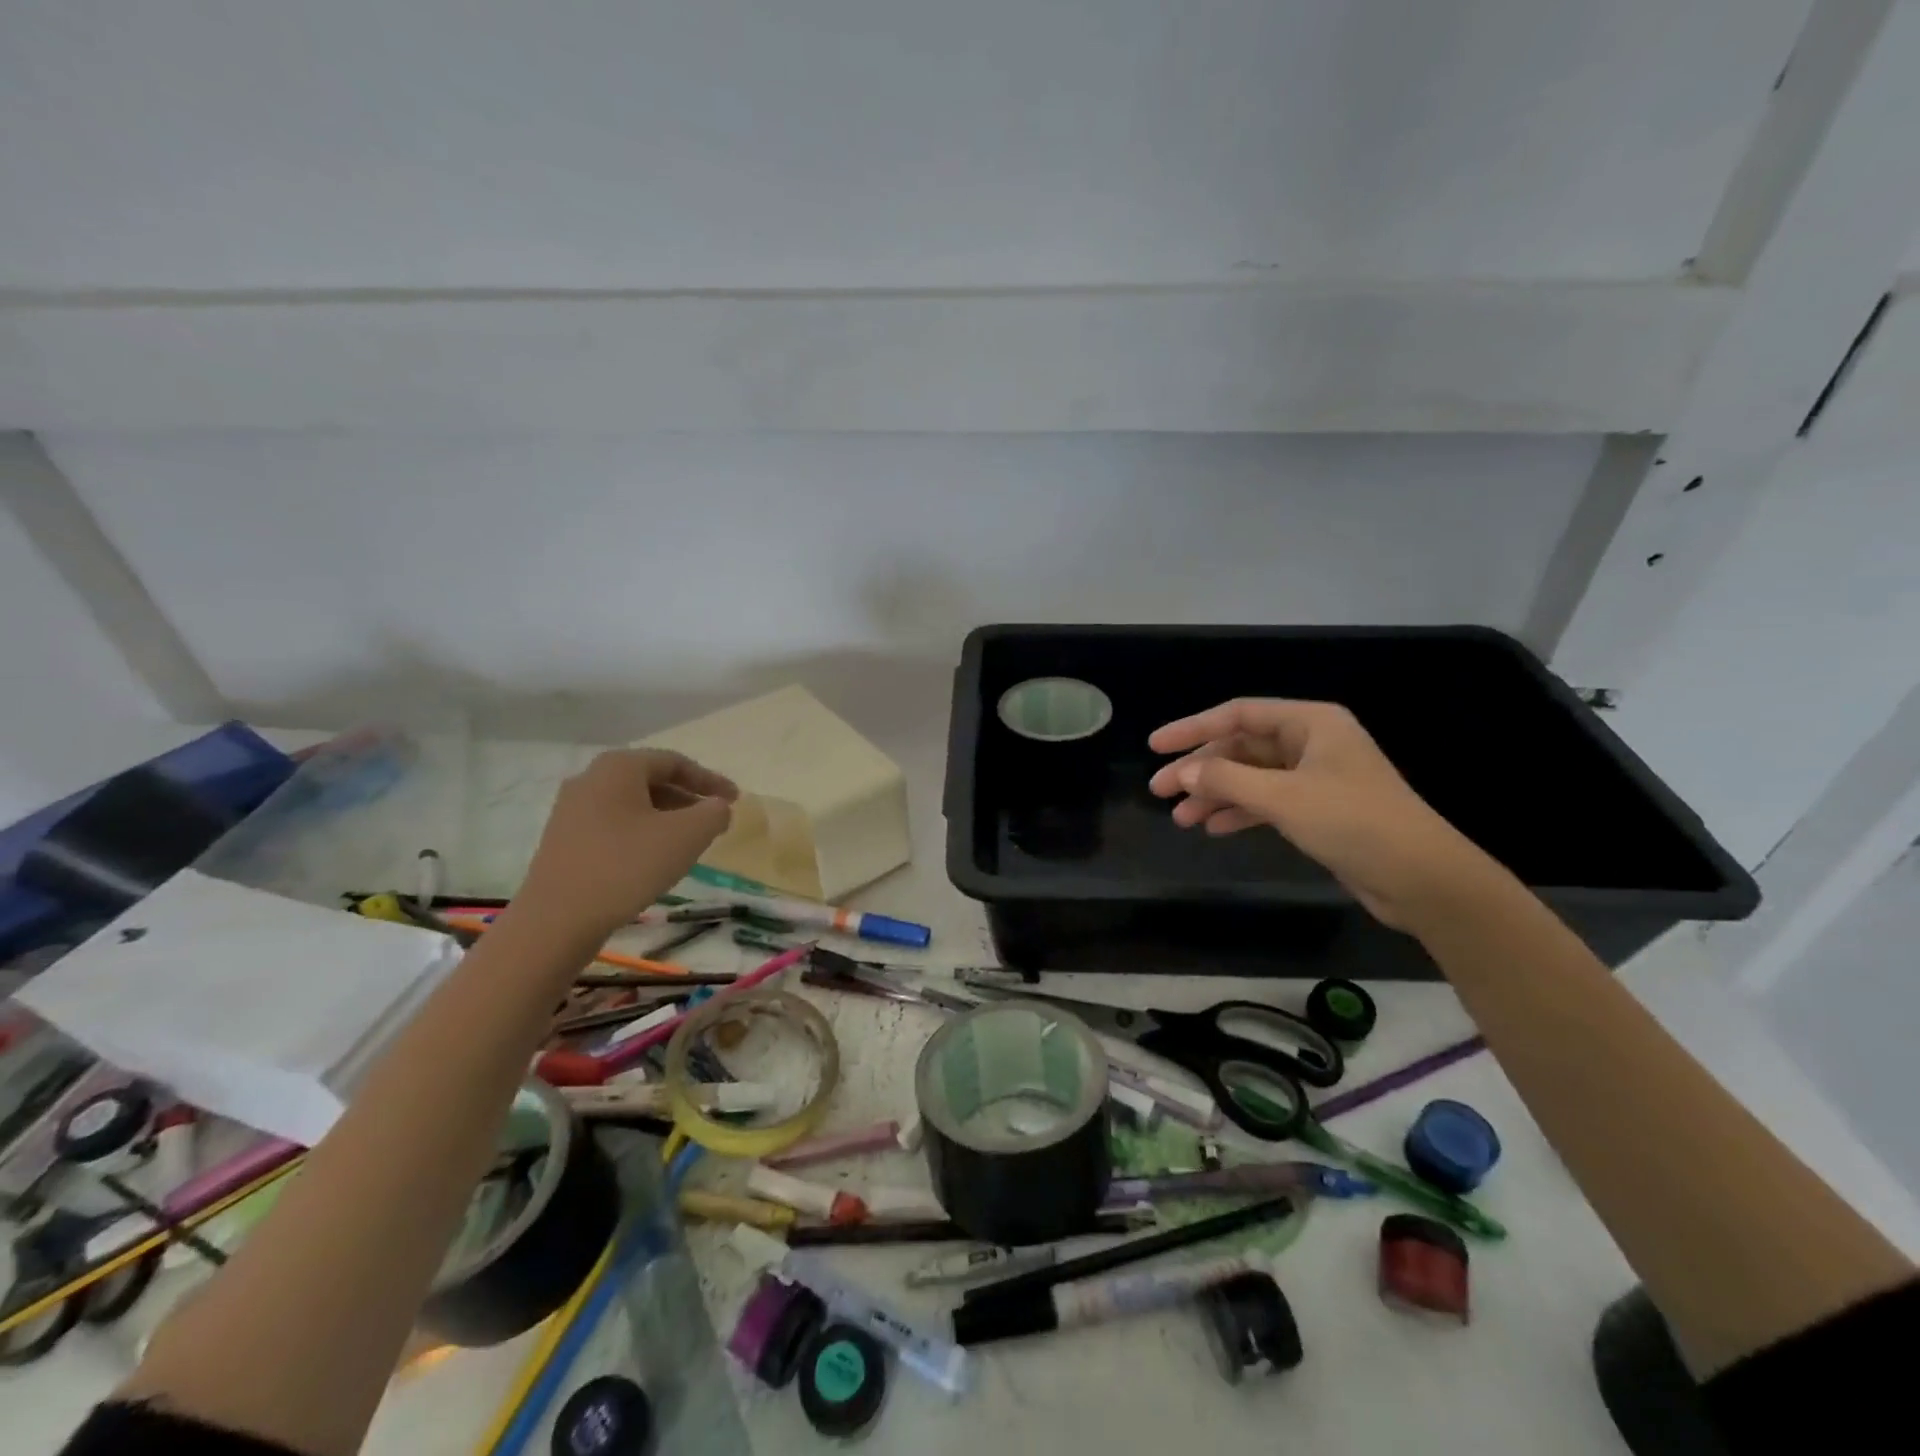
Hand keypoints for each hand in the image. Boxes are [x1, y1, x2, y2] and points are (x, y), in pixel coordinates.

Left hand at [513, 749, 737, 939]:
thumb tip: (717, 807)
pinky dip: (642, 832)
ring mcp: (571, 810)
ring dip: (666, 816)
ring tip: (690, 842)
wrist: (556, 921)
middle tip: (714, 819)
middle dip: (688, 798)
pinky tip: (654, 858)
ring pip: (632, 804)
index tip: (736, 799)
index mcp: (619, 767)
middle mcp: (590, 779)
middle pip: (651, 780)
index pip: (675, 762)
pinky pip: (614, 824)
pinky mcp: (564, 840)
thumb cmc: (627, 866)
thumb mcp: (687, 836)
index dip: (710, 779)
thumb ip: (714, 813)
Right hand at [1148, 699, 1500, 929]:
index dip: (1192, 728)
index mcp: (1311, 723)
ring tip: (1181, 819)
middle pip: (1241, 747)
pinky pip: (1267, 802)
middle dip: (1200, 770)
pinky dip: (1240, 812)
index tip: (1155, 746)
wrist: (1422, 879)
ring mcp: (1316, 777)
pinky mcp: (1319, 810)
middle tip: (1160, 791)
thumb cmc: (1354, 822)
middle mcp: (1312, 743)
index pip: (1238, 715)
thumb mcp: (1283, 797)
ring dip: (1215, 795)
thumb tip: (1182, 771)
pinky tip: (1214, 829)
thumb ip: (1227, 779)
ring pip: (1251, 777)